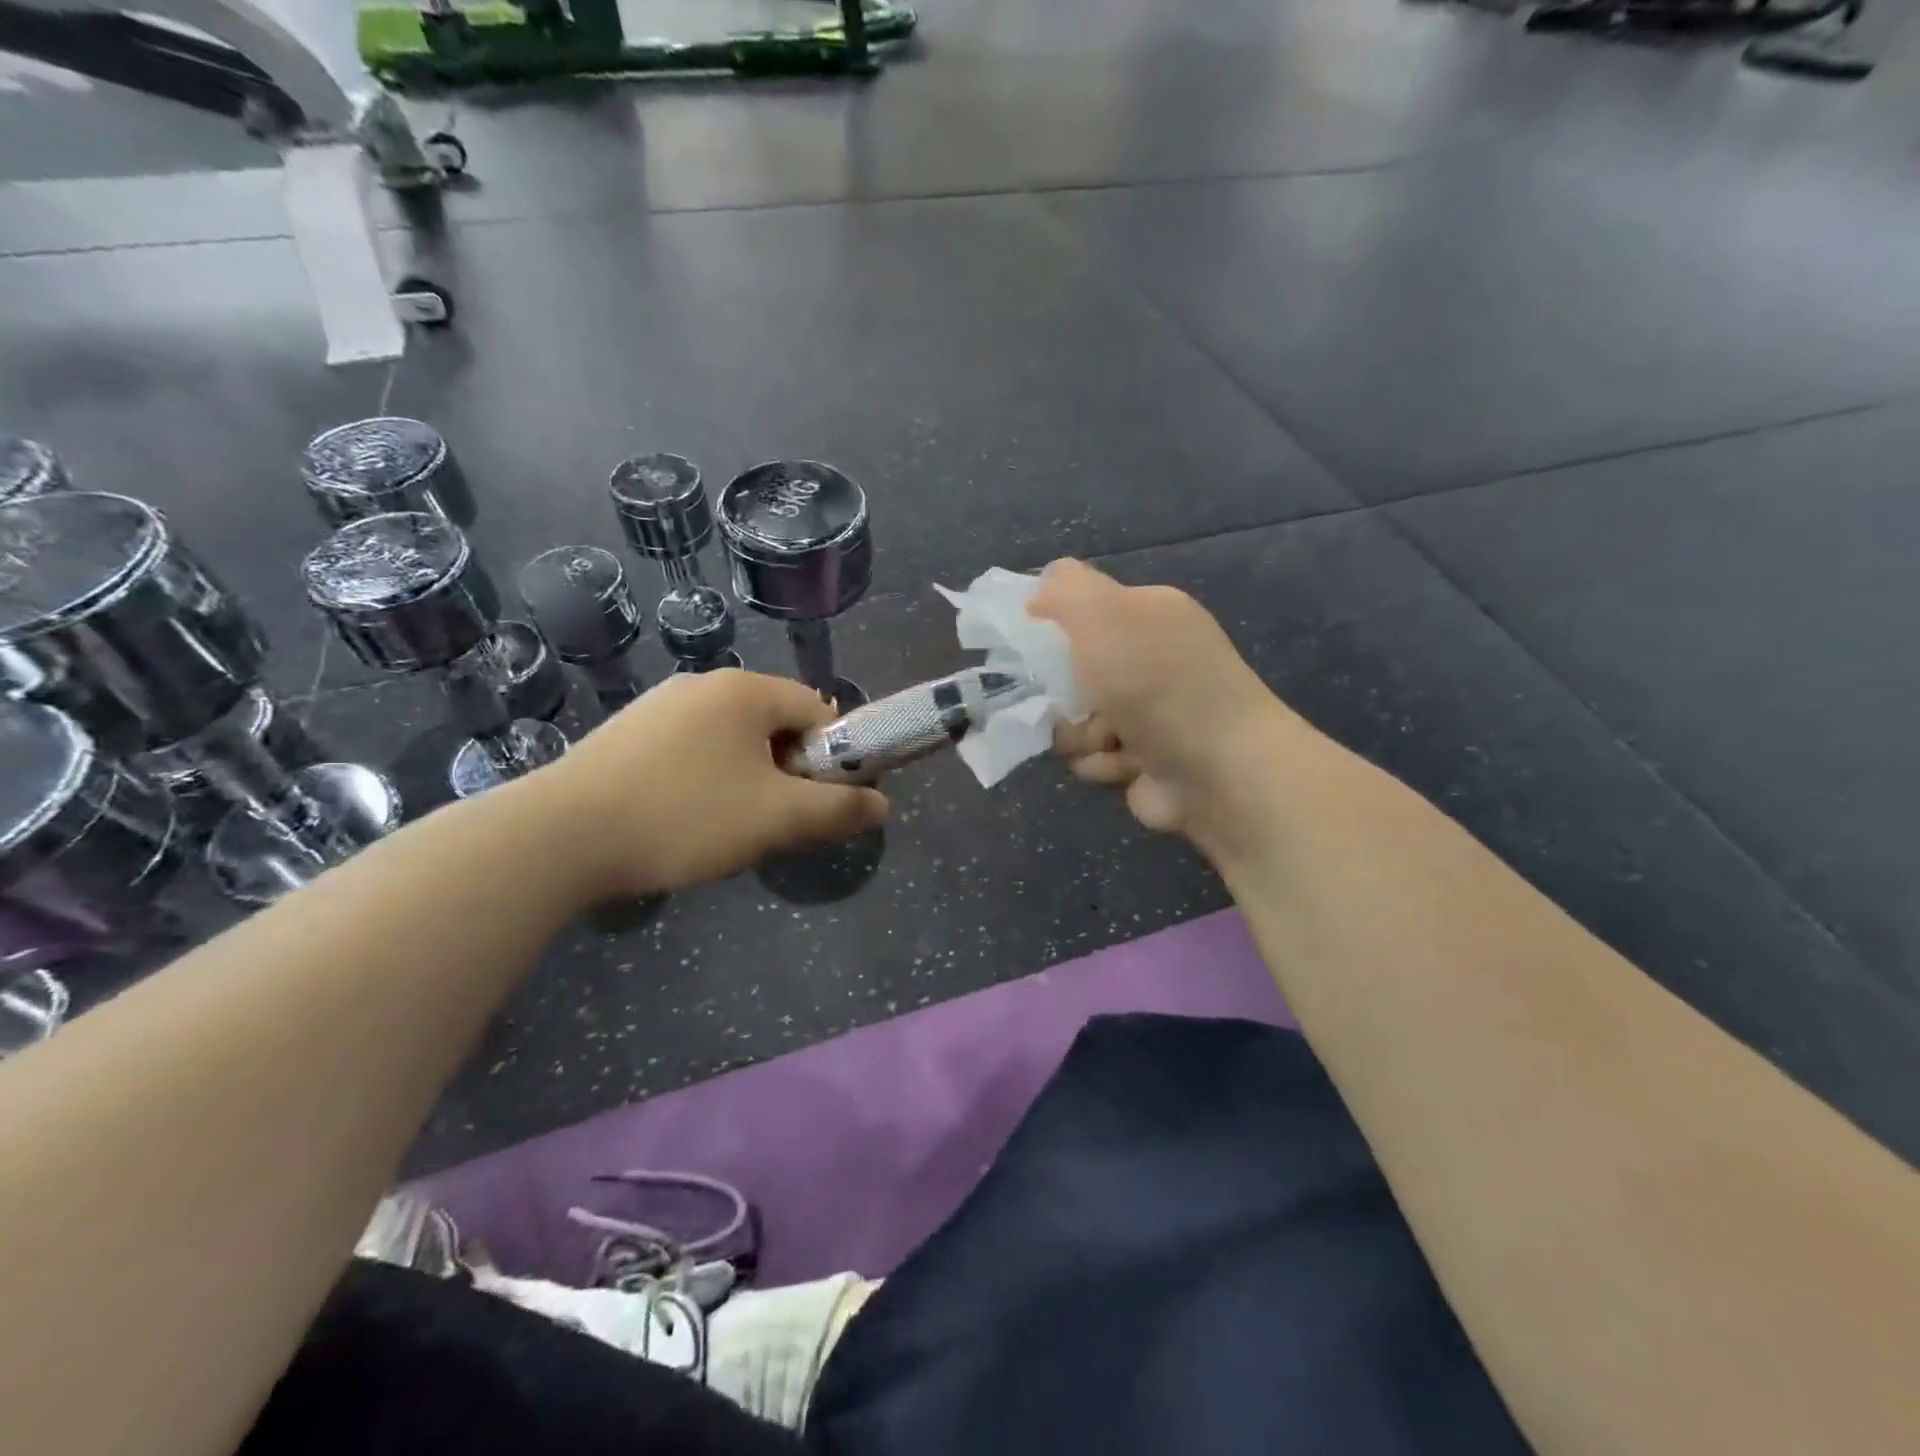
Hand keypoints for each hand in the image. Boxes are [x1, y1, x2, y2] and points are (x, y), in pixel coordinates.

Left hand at [530, 670, 888, 899]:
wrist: (559, 836)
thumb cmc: (685, 816)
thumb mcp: (777, 818)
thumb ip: (839, 809)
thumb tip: (884, 806)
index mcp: (746, 690)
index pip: (819, 711)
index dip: (834, 757)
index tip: (821, 802)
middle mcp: (704, 684)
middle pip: (776, 724)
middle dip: (789, 772)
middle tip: (777, 821)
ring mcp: (660, 706)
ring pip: (733, 741)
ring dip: (750, 779)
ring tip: (729, 827)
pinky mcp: (628, 733)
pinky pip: (693, 750)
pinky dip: (707, 780)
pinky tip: (685, 819)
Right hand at [1030, 559, 1297, 850]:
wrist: (1218, 771)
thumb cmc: (1156, 684)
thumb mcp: (1104, 615)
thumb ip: (1066, 589)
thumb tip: (1039, 590)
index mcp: (1150, 615)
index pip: (1085, 609)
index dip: (1053, 625)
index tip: (1033, 644)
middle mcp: (1151, 661)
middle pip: (1074, 671)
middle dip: (1063, 691)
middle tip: (1070, 698)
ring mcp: (1149, 714)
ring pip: (1076, 720)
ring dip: (1080, 734)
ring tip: (1108, 739)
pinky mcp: (1143, 761)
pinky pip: (1094, 759)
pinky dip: (1102, 764)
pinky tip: (1125, 765)